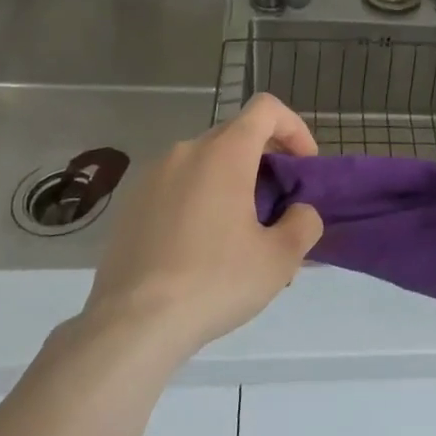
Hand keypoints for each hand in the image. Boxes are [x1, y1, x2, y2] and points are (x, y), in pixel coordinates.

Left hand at [81, 94, 323, 359]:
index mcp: (225, 153)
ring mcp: (153, 176)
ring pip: (205, 163)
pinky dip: (198, 199)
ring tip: (239, 235)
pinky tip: (200, 249)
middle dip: (264, 160)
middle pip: (236, 135)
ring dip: (231, 183)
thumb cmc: (214, 282)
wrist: (131, 326)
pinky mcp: (131, 204)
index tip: (302, 166)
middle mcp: (186, 151)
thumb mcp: (279, 259)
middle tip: (277, 206)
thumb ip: (304, 223)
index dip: (293, 128)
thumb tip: (300, 212)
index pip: (266, 108)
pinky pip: (177, 186)